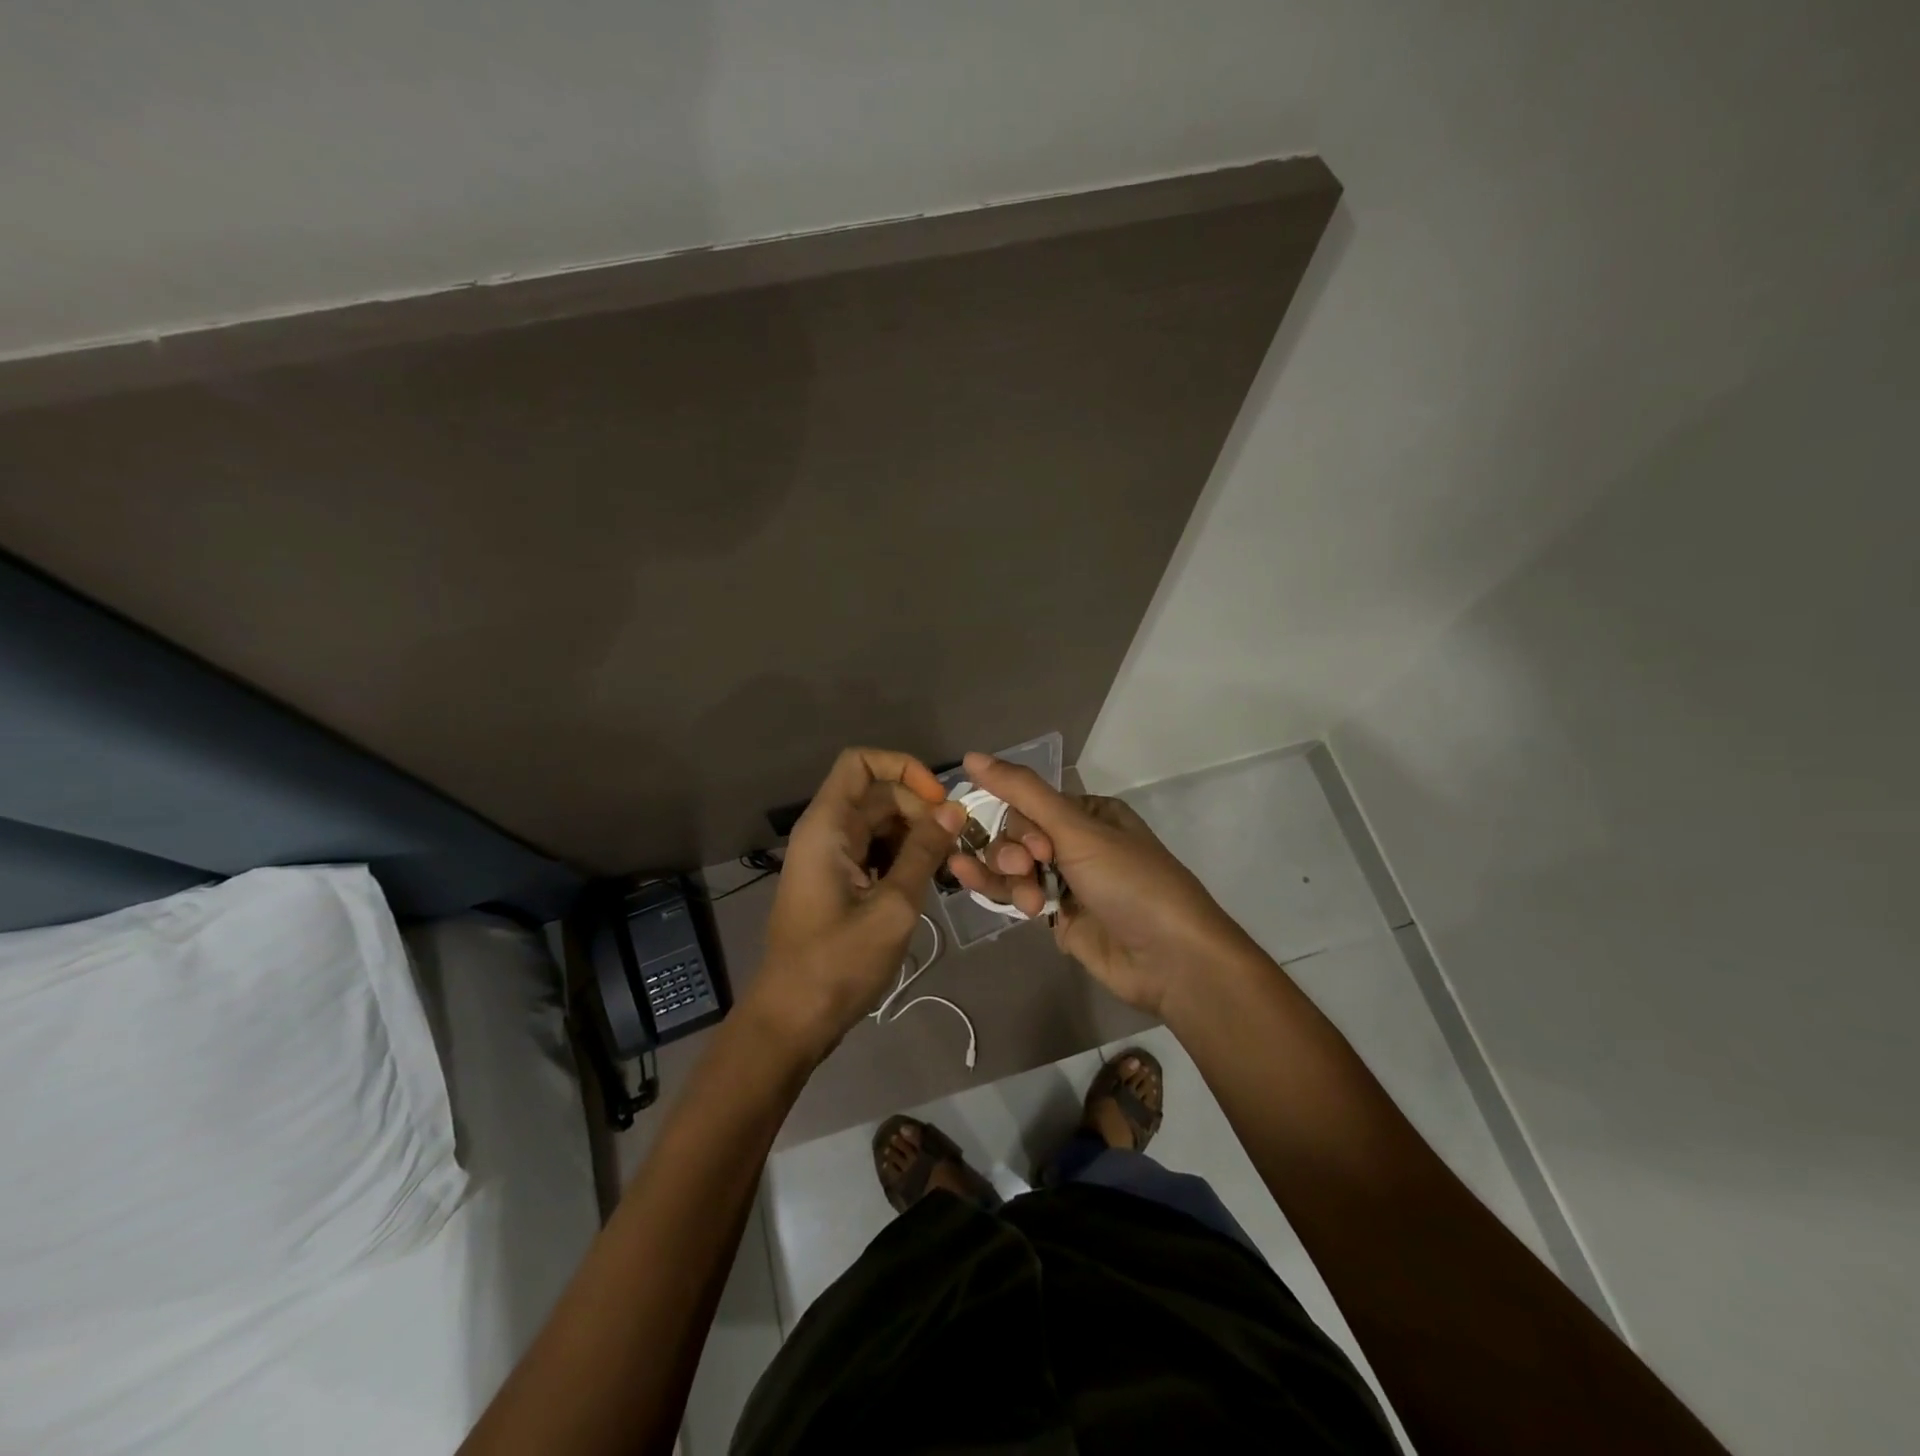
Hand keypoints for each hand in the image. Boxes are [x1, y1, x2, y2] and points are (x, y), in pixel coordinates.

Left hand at [747, 748, 966, 1062]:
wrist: (792, 1020)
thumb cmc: (839, 963)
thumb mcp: (893, 906)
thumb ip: (924, 853)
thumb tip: (953, 811)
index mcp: (828, 826)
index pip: (861, 762)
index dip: (903, 769)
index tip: (938, 802)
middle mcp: (826, 832)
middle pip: (878, 794)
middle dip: (920, 812)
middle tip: (955, 849)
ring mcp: (829, 858)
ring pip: (880, 825)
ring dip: (915, 838)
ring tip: (947, 869)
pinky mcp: (836, 882)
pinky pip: (873, 852)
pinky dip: (901, 859)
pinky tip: (926, 885)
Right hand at [946, 752, 1253, 1018]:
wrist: (1170, 959)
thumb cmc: (1129, 883)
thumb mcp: (1077, 831)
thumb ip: (1023, 792)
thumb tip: (970, 755)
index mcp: (1088, 814)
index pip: (1029, 804)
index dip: (1020, 824)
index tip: (1037, 848)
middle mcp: (1075, 843)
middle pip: (1016, 835)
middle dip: (1014, 853)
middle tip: (1029, 871)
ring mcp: (1066, 881)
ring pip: (1012, 866)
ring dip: (1006, 876)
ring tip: (1024, 899)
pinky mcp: (1057, 916)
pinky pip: (1016, 894)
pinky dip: (999, 892)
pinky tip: (971, 886)